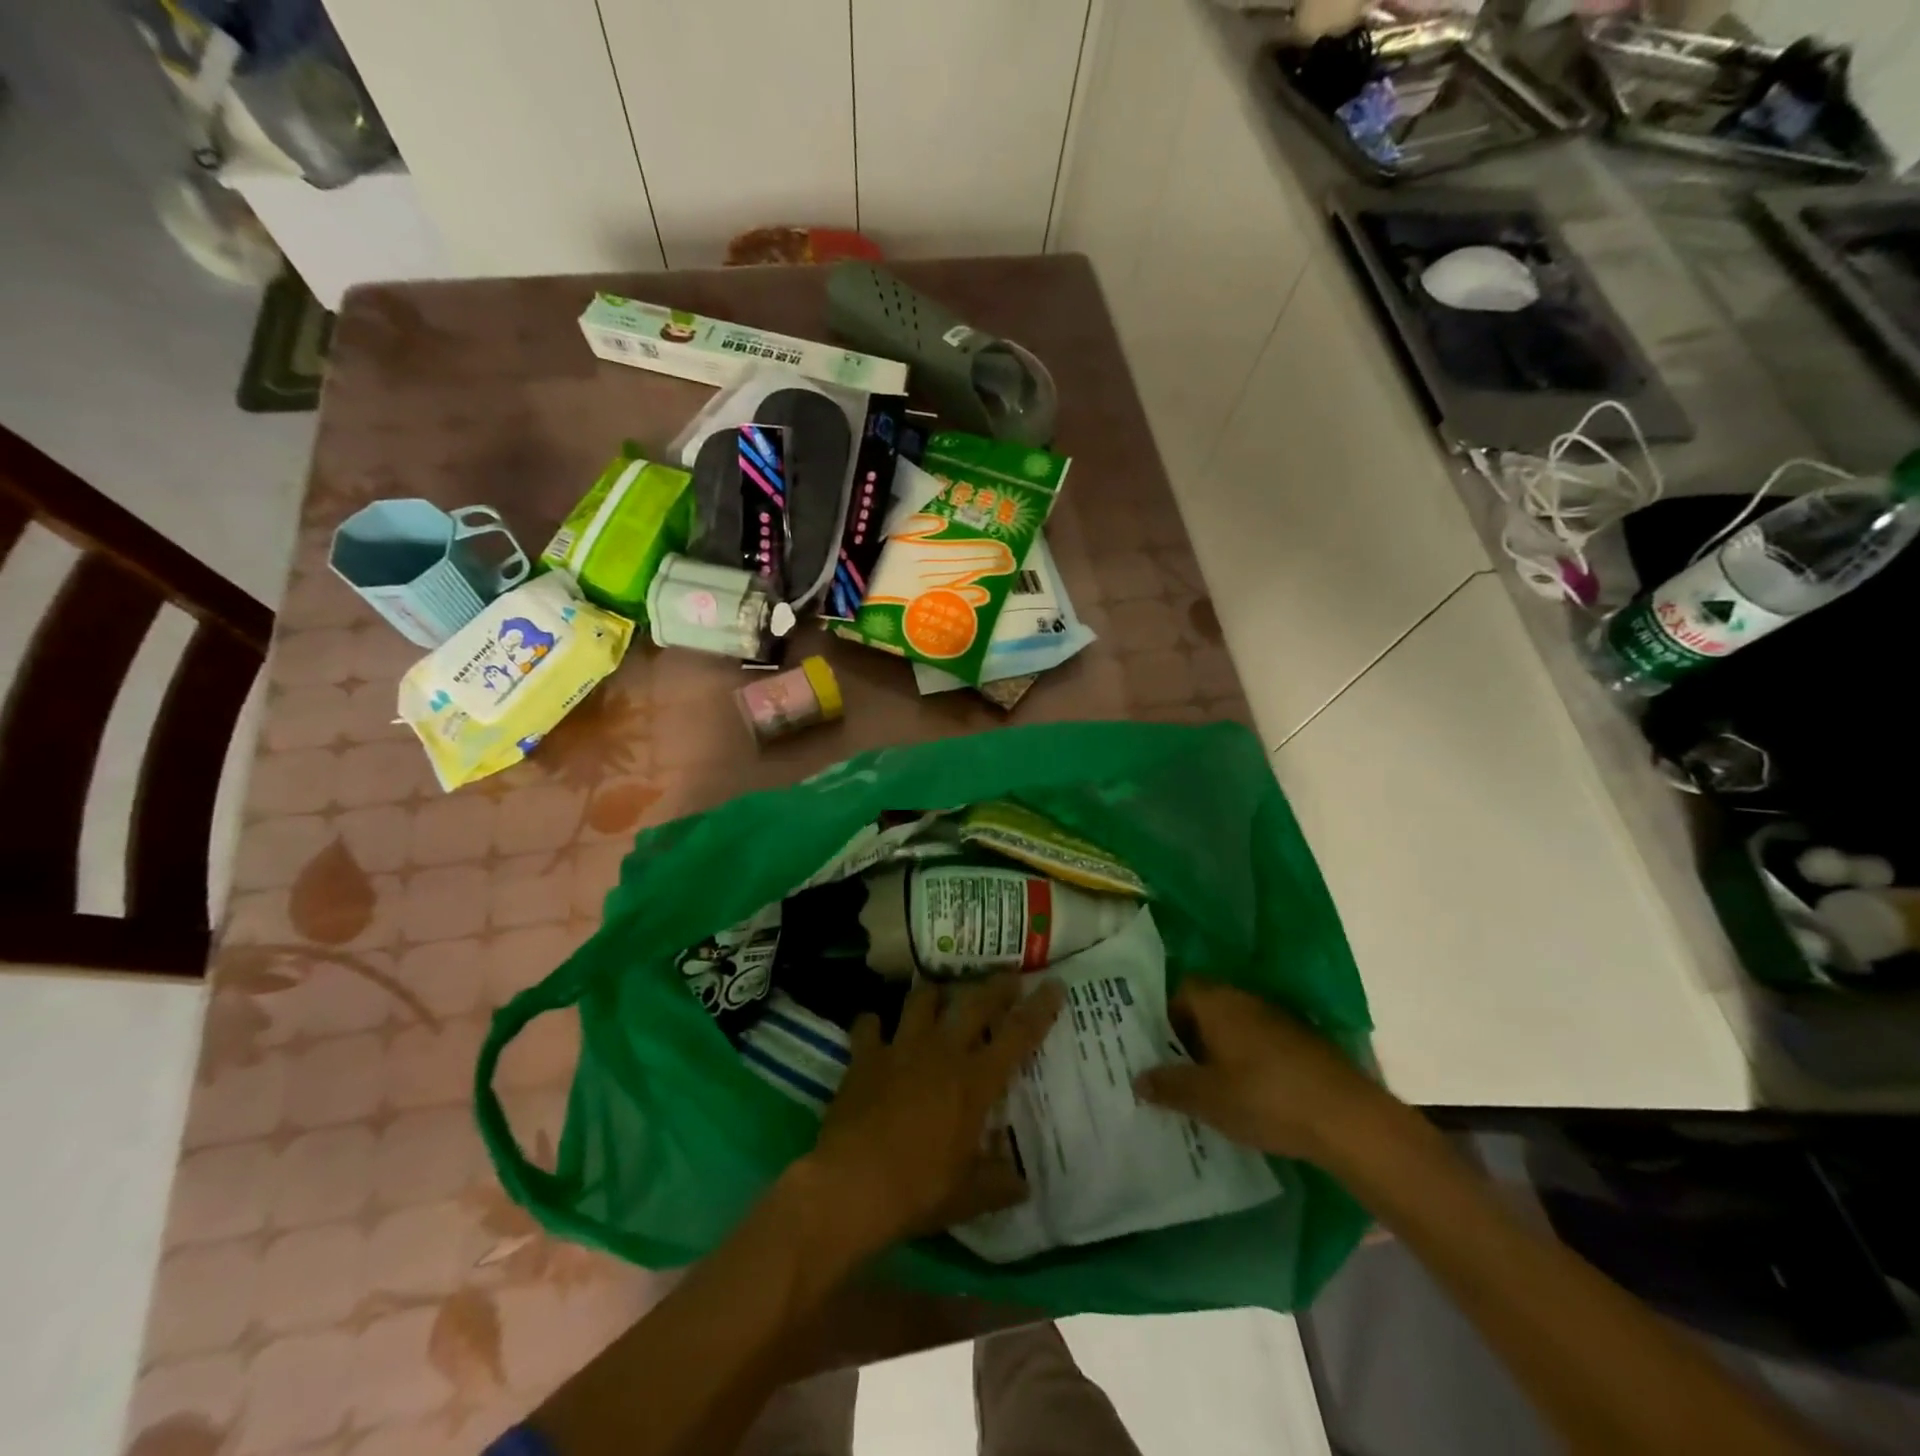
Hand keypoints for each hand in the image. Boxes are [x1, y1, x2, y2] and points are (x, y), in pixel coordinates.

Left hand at [801, 975, 1064, 1254]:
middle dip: (995, 986)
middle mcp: (942, 1052)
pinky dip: (872, 1024)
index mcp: (975, 1081)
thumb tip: (1022, 1183)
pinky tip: (873, 1026)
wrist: (853, 1185)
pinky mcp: (865, 1056)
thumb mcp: (969, 1196)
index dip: (1039, 1009)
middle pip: (974, 1003)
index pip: (1018, 1035)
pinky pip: (868, 1025)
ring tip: (938, 990)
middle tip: (1008, 976)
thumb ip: (998, 1183)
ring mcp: (901, 1048)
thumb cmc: (919, 1190)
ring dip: (932, 992)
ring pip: (921, 1000)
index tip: (1054, 985)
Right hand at [1134, 979, 1388, 1164]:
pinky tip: (1248, 1097)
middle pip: (1206, 1009)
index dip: (1164, 1019)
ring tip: (1208, 1090)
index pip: (1179, 992)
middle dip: (1189, 1039)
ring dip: (1219, 1052)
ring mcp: (1277, 1019)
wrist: (1347, 1118)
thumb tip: (1138, 1078)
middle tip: (1175, 1073)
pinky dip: (1247, 1063)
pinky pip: (1259, 1045)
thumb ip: (1169, 1086)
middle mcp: (1244, 999)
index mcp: (1217, 1002)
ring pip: (1234, 1028)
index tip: (1156, 1051)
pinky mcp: (1302, 1043)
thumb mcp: (1207, 1098)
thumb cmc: (1265, 1098)